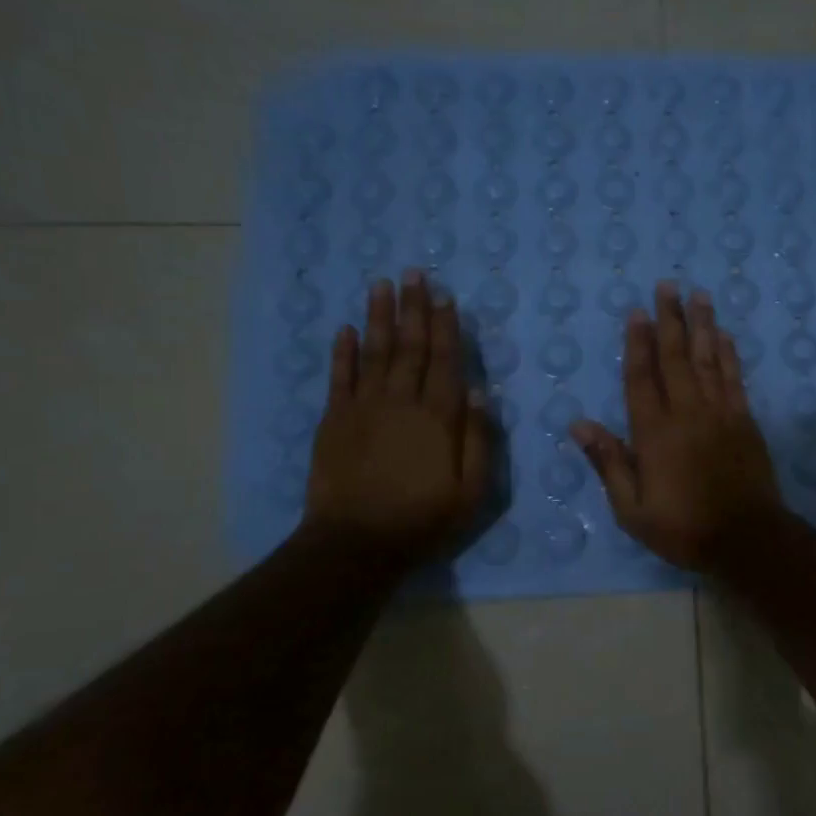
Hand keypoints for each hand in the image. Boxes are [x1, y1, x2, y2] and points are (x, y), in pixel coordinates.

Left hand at [301, 271, 489, 569]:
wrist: (357, 543)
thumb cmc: (424, 519)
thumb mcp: (472, 489)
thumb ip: (479, 438)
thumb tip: (481, 391)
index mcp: (438, 416)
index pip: (446, 360)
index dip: (447, 326)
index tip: (445, 296)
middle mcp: (402, 401)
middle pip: (410, 346)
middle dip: (414, 308)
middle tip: (414, 273)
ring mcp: (363, 407)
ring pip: (374, 351)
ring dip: (379, 316)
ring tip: (382, 285)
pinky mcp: (334, 420)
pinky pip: (339, 377)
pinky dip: (342, 351)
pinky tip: (345, 328)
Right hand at [571, 281, 783, 570]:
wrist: (746, 538)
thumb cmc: (683, 528)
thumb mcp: (632, 509)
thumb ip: (609, 462)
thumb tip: (579, 423)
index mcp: (654, 433)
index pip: (641, 377)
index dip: (637, 343)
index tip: (637, 312)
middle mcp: (686, 413)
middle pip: (676, 357)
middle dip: (670, 319)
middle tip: (667, 285)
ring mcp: (719, 413)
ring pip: (708, 359)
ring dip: (702, 325)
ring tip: (698, 295)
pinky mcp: (744, 420)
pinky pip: (734, 378)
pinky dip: (728, 354)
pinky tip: (725, 335)